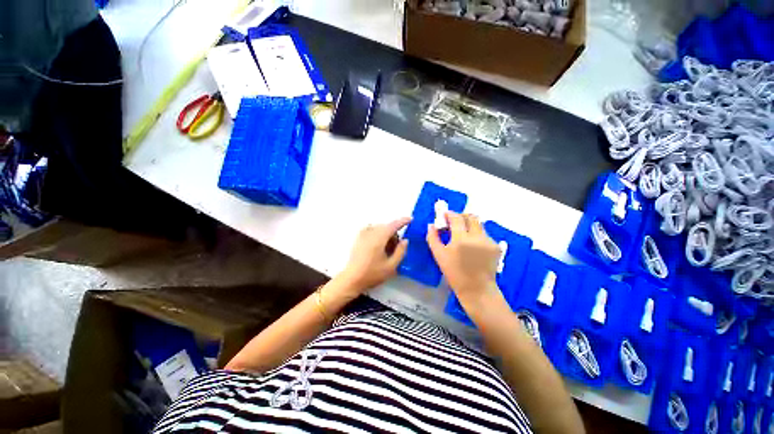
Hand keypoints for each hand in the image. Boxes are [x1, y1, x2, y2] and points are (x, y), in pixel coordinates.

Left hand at [337, 217, 410, 295]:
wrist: (352, 279)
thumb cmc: (372, 274)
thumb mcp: (391, 266)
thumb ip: (401, 251)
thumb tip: (405, 240)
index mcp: (379, 238)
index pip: (393, 225)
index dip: (403, 221)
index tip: (411, 219)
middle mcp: (370, 232)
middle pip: (386, 226)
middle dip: (394, 233)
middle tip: (396, 247)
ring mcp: (363, 234)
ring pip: (380, 228)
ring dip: (386, 234)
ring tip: (387, 249)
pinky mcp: (359, 238)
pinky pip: (372, 230)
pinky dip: (378, 234)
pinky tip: (379, 246)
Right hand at [427, 212, 500, 300]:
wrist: (477, 289)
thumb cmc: (454, 273)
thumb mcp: (439, 255)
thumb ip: (433, 238)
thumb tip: (431, 225)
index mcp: (461, 239)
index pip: (457, 218)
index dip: (450, 214)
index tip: (444, 215)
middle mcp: (477, 237)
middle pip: (471, 216)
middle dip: (461, 216)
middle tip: (454, 222)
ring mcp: (488, 241)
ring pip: (479, 224)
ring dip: (469, 225)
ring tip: (463, 234)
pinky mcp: (496, 247)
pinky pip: (484, 234)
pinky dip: (476, 234)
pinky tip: (472, 245)